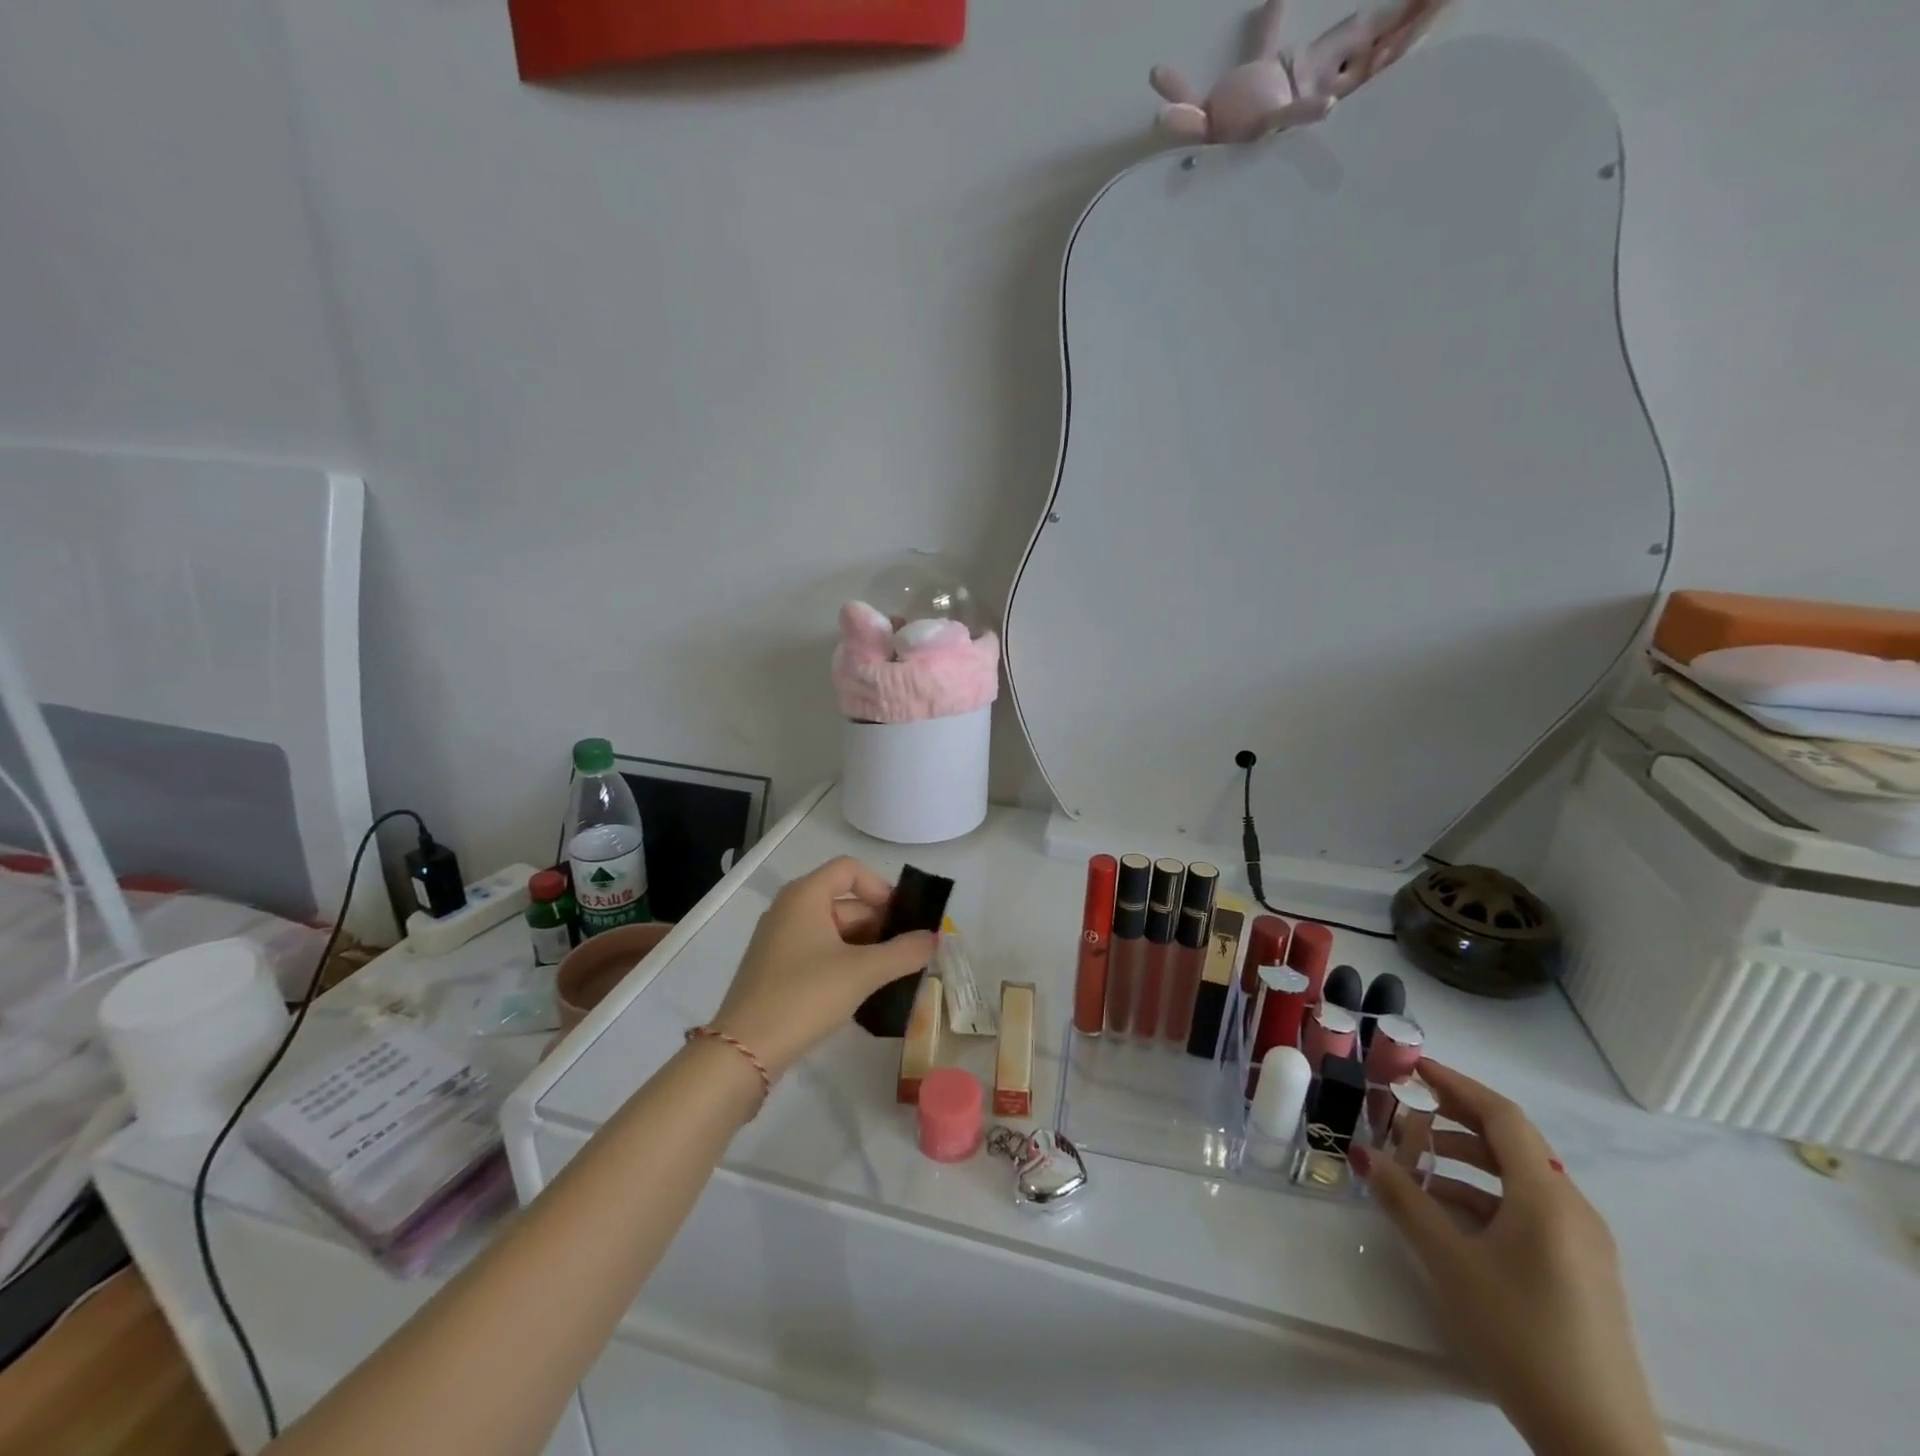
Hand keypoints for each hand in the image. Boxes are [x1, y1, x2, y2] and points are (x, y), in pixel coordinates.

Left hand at [707, 857, 936, 1081]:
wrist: (745, 1049)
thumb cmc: (805, 995)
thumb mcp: (863, 972)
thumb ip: (904, 952)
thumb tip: (933, 938)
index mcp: (805, 895)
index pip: (850, 869)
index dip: (881, 888)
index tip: (901, 920)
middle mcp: (789, 908)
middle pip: (844, 900)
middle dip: (878, 924)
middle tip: (904, 954)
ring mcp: (779, 938)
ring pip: (832, 928)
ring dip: (864, 946)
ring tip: (888, 975)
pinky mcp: (775, 966)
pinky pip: (817, 949)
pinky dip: (842, 960)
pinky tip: (859, 989)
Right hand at [1352, 1063, 1668, 1455]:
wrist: (1601, 1446)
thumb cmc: (1522, 1337)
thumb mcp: (1450, 1264)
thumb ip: (1404, 1201)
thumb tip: (1362, 1154)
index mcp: (1548, 1198)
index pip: (1501, 1116)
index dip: (1455, 1084)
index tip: (1412, 1066)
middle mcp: (1572, 1210)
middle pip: (1511, 1143)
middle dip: (1455, 1119)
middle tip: (1405, 1108)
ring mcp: (1582, 1244)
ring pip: (1517, 1178)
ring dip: (1464, 1162)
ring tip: (1414, 1165)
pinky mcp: (1580, 1273)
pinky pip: (1526, 1211)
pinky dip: (1482, 1197)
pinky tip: (1445, 1215)